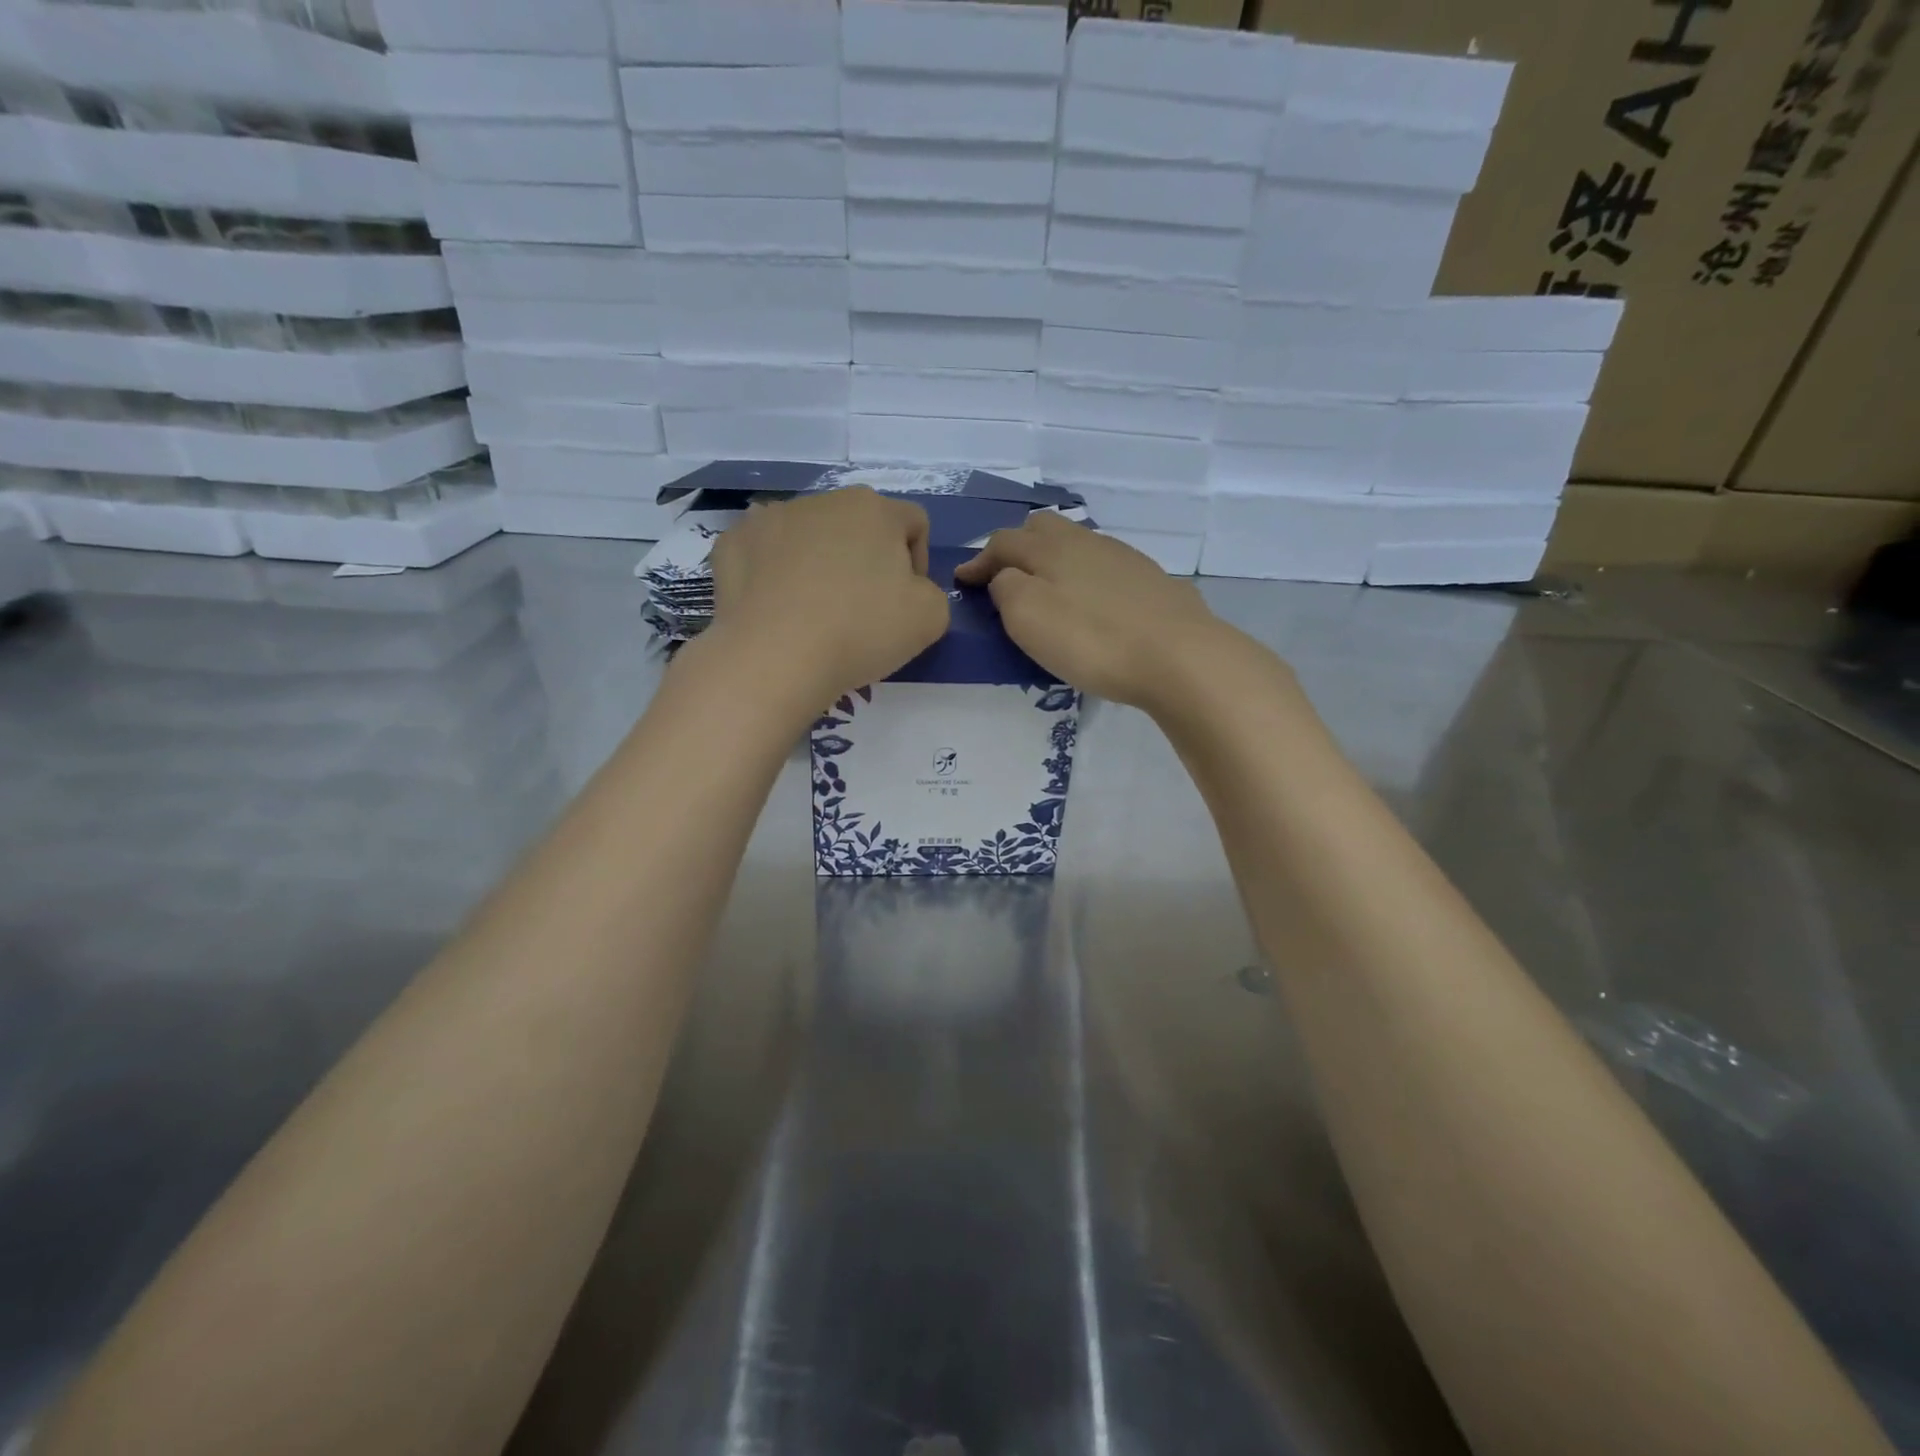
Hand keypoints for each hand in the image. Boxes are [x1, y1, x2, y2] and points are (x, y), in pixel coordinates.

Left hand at [707, 487, 949, 705]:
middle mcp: (822, 500)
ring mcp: (770, 517)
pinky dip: (773, 575)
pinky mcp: (732, 543)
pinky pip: (764, 554)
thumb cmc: (861, 632)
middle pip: (858, 525)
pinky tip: (776, 610)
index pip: (913, 522)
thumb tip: (908, 588)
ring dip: (818, 563)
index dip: (919, 561)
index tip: (907, 601)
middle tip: (861, 610)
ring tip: (813, 612)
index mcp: (874, 509)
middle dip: (865, 559)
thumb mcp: (930, 618)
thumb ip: (932, 592)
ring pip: (808, 536)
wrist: (774, 657)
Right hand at [955, 512, 1231, 711]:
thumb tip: (1004, 576)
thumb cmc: (1091, 639)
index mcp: (1050, 547)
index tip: (964, 582)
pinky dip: (1086, 576)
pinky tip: (1092, 602)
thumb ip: (1006, 588)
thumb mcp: (1028, 616)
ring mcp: (1123, 557)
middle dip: (1018, 546)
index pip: (1003, 542)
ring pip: (1077, 544)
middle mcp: (1085, 541)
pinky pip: (1105, 566)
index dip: (979, 562)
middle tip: (1005, 576)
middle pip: (1043, 528)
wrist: (1178, 656)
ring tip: (1047, 589)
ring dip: (1054, 560)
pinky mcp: (1150, 580)